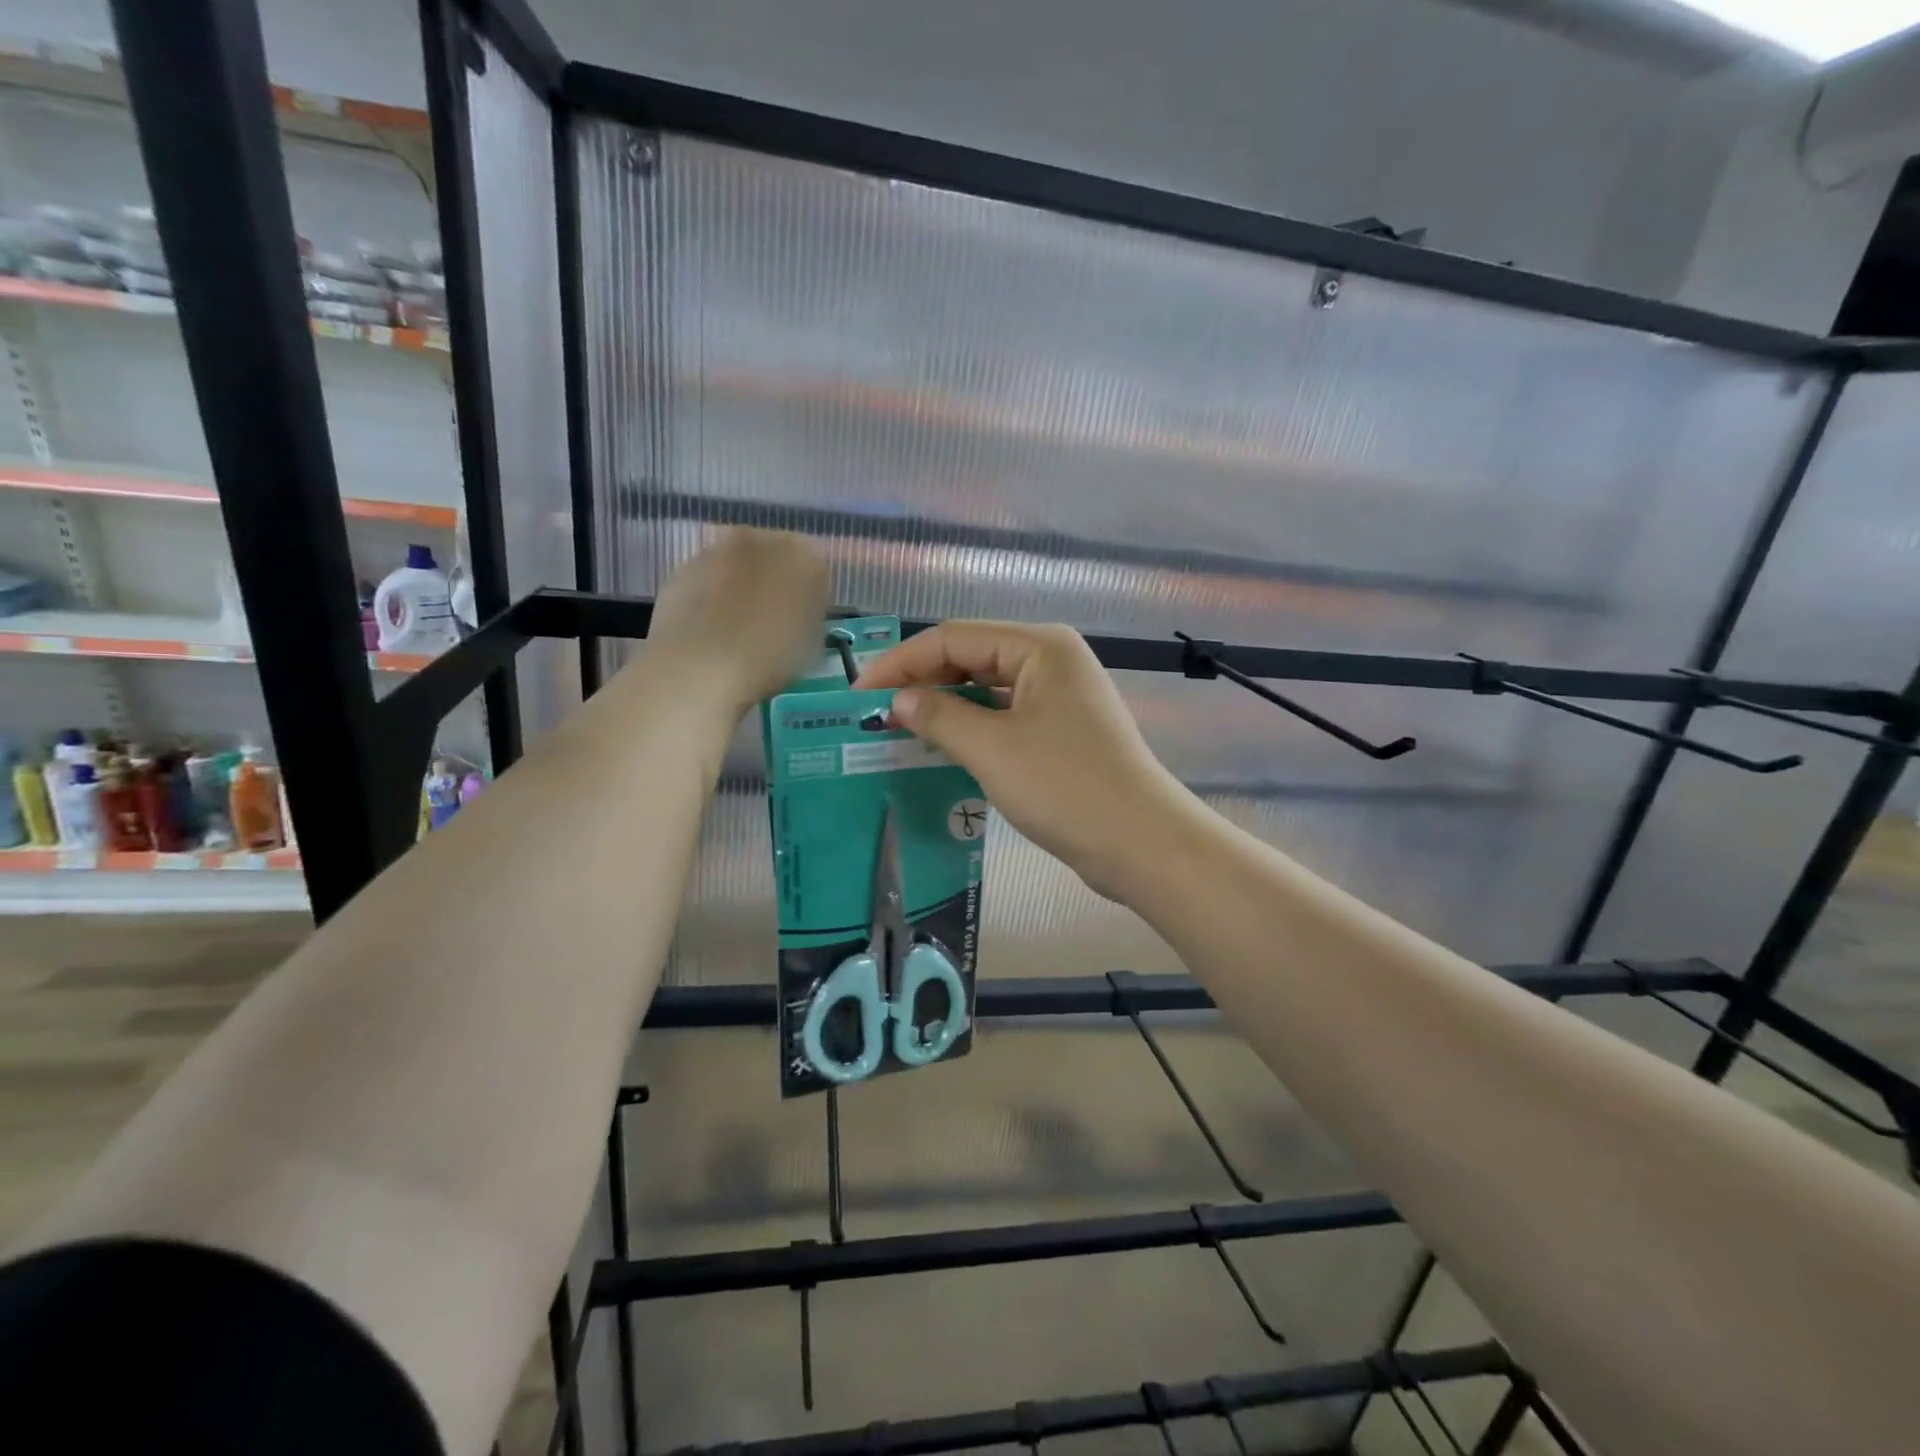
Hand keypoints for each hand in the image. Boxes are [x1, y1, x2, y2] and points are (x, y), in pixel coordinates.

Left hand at [644, 529, 829, 713]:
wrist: (699, 666)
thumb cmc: (770, 658)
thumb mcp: (813, 644)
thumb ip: (811, 615)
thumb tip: (800, 610)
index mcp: (805, 555)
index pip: (817, 567)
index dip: (812, 595)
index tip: (805, 620)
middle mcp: (761, 539)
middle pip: (775, 555)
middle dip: (775, 580)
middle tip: (772, 619)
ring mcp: (717, 549)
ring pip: (738, 564)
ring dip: (741, 585)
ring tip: (737, 627)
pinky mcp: (682, 566)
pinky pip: (708, 578)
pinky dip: (711, 594)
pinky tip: (709, 628)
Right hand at [855, 622, 1193, 900]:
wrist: (1139, 843)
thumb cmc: (1064, 786)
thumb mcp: (992, 749)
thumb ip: (939, 716)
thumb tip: (898, 699)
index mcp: (1039, 647)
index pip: (954, 638)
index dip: (902, 662)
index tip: (859, 693)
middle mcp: (1051, 661)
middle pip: (971, 658)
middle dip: (923, 682)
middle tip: (876, 713)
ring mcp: (1059, 697)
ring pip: (987, 690)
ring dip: (945, 707)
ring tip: (899, 730)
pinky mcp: (1061, 731)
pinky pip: (1004, 717)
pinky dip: (971, 729)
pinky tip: (941, 748)